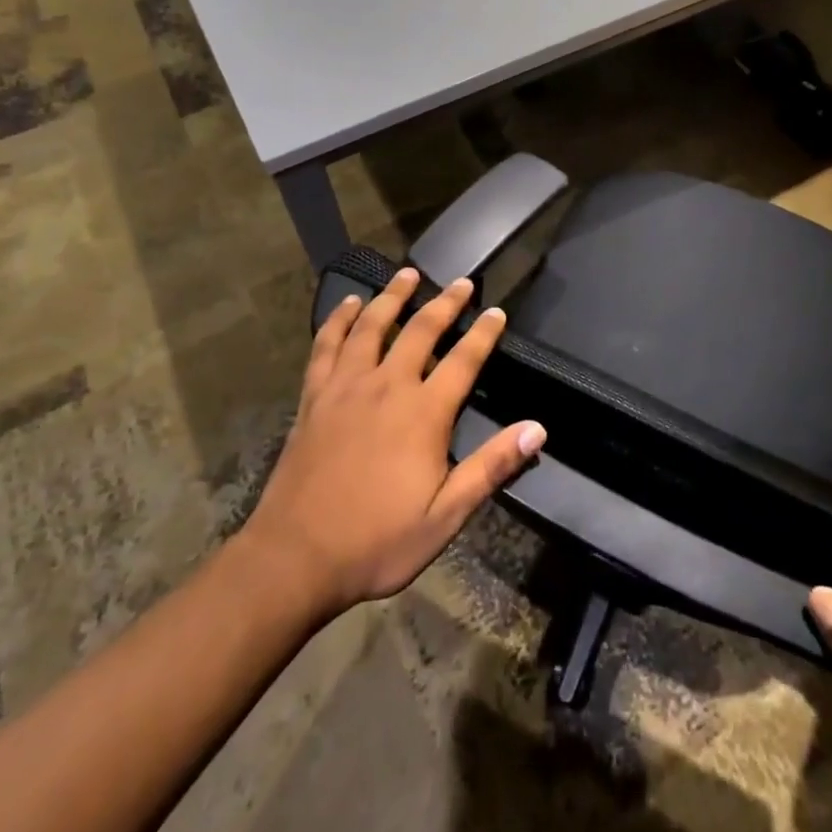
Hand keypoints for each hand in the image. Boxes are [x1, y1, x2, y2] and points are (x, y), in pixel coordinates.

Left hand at [241, 267, 545, 617]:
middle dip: (445, 303)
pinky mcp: (314, 396)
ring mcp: (345, 387)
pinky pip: (327, 345)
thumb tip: (537, 430)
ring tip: (408, 274)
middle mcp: (386, 387)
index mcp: (423, 414)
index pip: (463, 360)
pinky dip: (339, 320)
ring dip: (392, 296)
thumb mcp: (445, 516)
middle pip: (420, 330)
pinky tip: (349, 305)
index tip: (496, 310)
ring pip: (372, 326)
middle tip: (461, 282)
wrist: (295, 557)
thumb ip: (491, 468)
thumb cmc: (376, 541)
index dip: (483, 333)